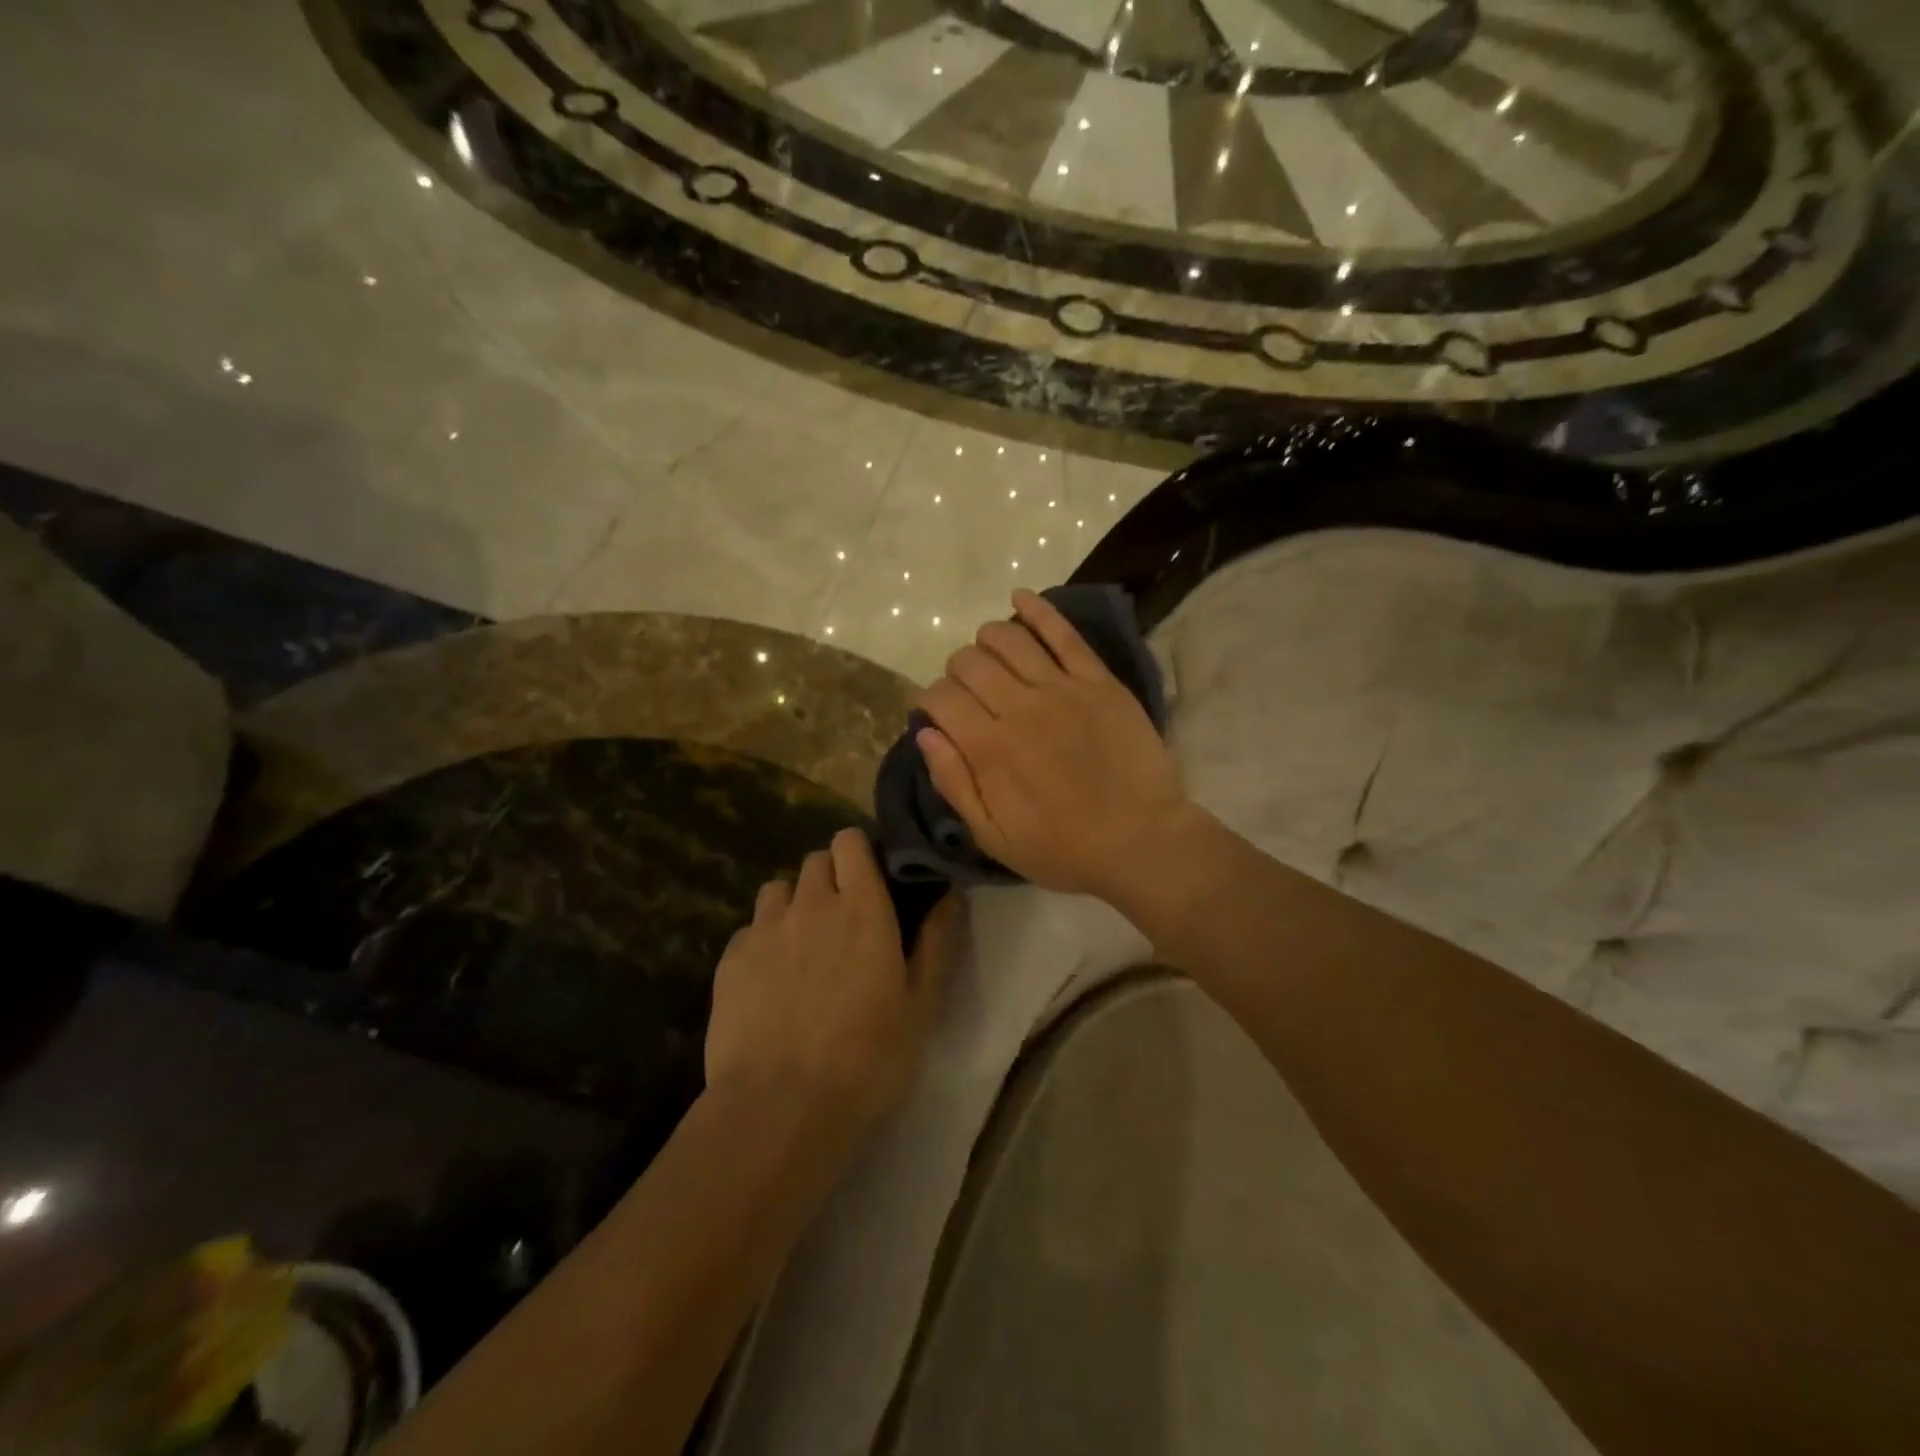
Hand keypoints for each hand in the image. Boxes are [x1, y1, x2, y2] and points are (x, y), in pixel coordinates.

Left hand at [706, 829, 958, 1134]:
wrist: (780, 1107)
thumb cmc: (867, 1057)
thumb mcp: (921, 1005)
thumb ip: (936, 941)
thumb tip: (948, 894)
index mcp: (861, 907)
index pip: (850, 841)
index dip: (859, 852)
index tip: (872, 878)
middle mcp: (810, 904)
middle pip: (815, 861)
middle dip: (830, 877)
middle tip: (844, 918)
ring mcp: (764, 929)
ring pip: (778, 890)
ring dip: (794, 904)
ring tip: (804, 945)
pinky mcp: (730, 960)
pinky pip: (749, 929)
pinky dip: (763, 941)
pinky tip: (770, 980)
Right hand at [915, 589, 1195, 902]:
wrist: (1141, 842)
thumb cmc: (1063, 848)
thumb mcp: (993, 837)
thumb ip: (954, 783)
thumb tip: (925, 733)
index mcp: (989, 748)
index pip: (940, 697)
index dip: (929, 700)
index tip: (937, 714)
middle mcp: (1019, 707)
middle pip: (969, 662)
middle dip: (956, 672)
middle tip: (967, 693)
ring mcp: (1062, 688)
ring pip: (1007, 638)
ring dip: (986, 639)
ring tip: (988, 655)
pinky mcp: (1098, 681)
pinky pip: (1063, 633)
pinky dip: (1037, 609)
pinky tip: (1019, 597)